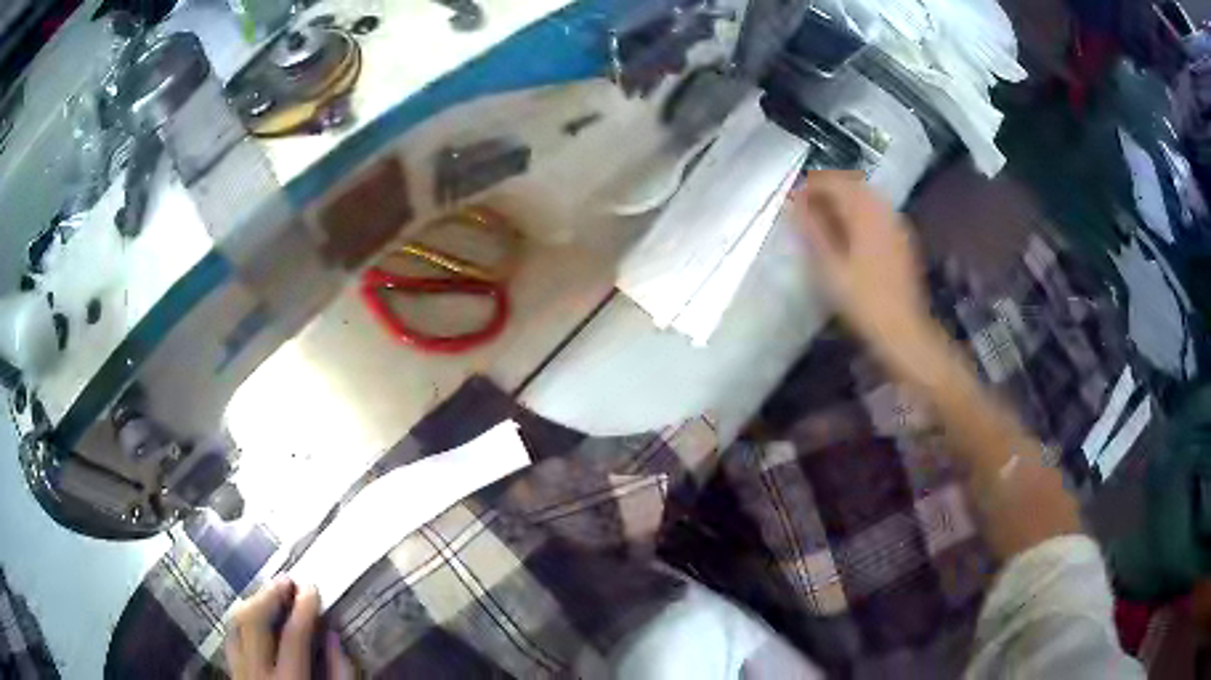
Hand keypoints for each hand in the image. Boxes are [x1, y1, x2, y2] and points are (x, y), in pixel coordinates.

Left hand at [225, 577, 354, 678]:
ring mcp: (240, 673)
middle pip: (253, 622)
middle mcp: (257, 675)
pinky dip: (241, 620)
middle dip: (270, 596)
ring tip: (272, 593)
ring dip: (253, 602)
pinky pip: (230, 637)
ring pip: (235, 624)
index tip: (313, 587)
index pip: (293, 637)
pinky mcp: (232, 673)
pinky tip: (255, 614)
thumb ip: (340, 674)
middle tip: (288, 581)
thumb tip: (333, 634)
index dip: (303, 608)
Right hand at [793, 171, 932, 357]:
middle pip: (852, 184)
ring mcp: (896, 224)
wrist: (903, 329)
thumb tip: (794, 201)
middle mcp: (883, 211)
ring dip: (843, 199)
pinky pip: (877, 211)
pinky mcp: (902, 239)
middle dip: (827, 189)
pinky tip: (848, 231)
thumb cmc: (863, 300)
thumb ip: (811, 230)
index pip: (835, 182)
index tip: (791, 197)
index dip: (811, 185)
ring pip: (866, 196)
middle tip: (805, 206)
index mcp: (865, 214)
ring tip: (822, 217)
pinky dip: (858, 212)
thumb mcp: (830, 267)